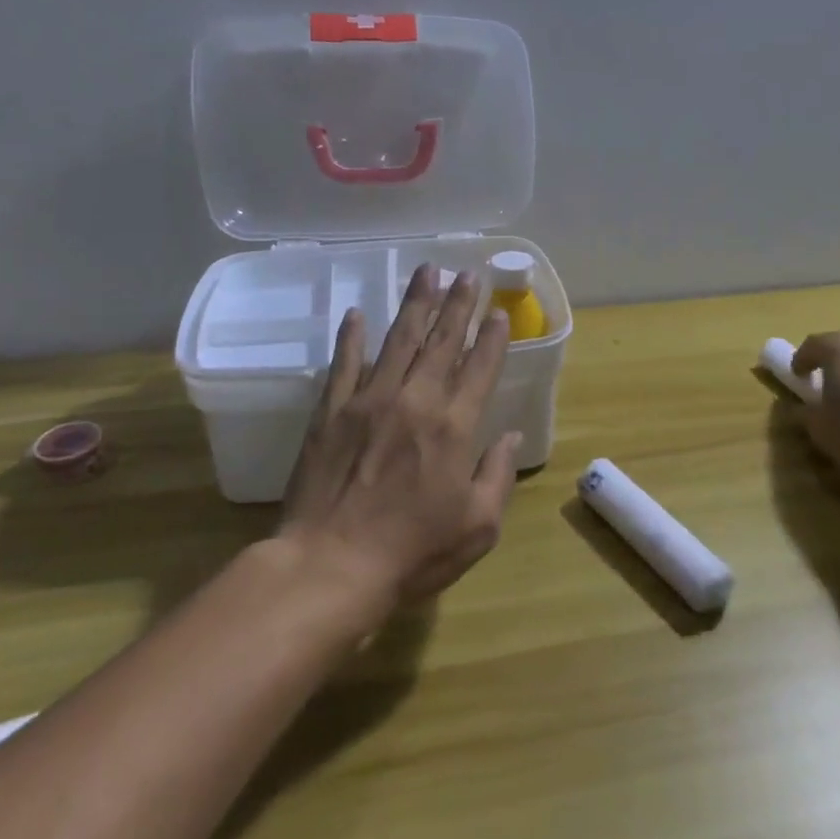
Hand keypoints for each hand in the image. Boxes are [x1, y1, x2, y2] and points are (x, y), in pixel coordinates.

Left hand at [278, 265, 522, 609]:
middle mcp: (415, 400)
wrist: (330, 566)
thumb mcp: (478, 526)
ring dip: (415, 304)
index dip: (492, 337)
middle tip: (468, 274)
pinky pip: (344, 363)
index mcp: (454, 425)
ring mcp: (369, 400)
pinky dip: (351, 337)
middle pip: (441, 340)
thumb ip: (498, 475)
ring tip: (427, 272)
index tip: (499, 312)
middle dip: (458, 304)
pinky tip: (356, 314)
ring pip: (398, 340)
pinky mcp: (331, 411)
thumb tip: (509, 437)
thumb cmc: (412, 552)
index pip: (479, 367)